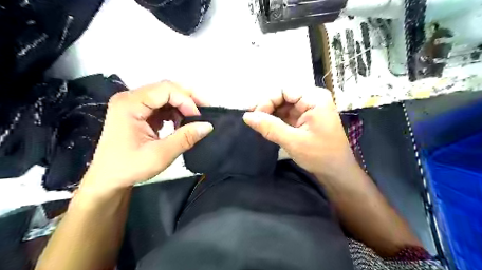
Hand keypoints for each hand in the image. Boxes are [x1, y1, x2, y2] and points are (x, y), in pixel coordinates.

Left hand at [78, 80, 211, 193]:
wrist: (107, 179)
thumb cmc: (129, 168)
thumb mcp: (160, 155)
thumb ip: (185, 138)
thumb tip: (208, 125)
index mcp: (130, 104)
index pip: (166, 90)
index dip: (187, 101)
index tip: (200, 118)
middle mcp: (130, 98)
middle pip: (166, 89)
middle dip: (188, 99)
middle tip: (205, 111)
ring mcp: (134, 104)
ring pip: (166, 96)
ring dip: (183, 106)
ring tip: (194, 120)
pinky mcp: (138, 112)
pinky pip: (162, 105)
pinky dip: (175, 112)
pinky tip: (181, 124)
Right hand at [246, 87, 356, 178]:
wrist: (337, 172)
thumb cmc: (320, 155)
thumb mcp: (293, 141)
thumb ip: (269, 127)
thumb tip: (246, 116)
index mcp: (314, 98)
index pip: (284, 90)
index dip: (267, 101)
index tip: (254, 116)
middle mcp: (312, 99)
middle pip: (283, 96)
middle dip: (267, 107)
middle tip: (253, 121)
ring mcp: (309, 108)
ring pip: (283, 105)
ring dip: (270, 114)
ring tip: (258, 125)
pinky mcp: (305, 118)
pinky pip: (286, 114)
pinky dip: (276, 120)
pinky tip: (267, 127)